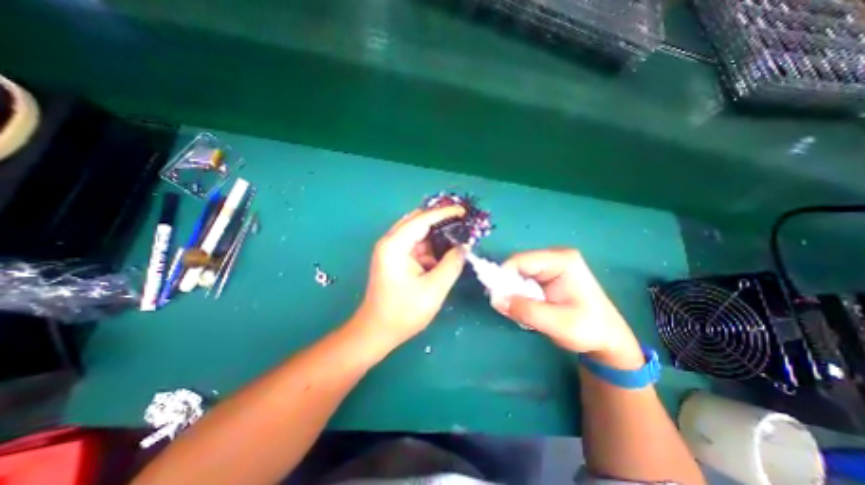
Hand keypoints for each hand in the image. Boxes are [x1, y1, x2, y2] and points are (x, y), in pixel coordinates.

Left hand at [352, 207, 465, 349]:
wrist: (377, 331)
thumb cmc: (403, 312)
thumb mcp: (434, 289)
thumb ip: (452, 264)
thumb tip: (463, 247)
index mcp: (395, 245)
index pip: (422, 219)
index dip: (444, 213)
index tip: (463, 211)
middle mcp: (390, 242)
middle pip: (417, 221)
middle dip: (440, 221)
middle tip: (462, 222)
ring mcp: (392, 250)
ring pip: (417, 234)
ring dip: (436, 235)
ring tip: (458, 236)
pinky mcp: (395, 259)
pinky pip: (416, 246)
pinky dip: (431, 248)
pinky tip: (445, 253)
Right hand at [494, 249, 640, 366]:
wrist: (608, 338)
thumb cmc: (589, 330)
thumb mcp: (558, 324)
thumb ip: (526, 310)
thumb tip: (495, 298)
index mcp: (562, 261)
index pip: (520, 260)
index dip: (503, 277)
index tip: (498, 298)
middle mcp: (554, 256)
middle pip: (517, 265)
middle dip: (508, 286)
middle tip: (509, 307)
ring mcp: (551, 264)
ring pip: (518, 272)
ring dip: (514, 291)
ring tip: (522, 309)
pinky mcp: (547, 273)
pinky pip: (523, 278)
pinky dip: (519, 293)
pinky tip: (528, 305)